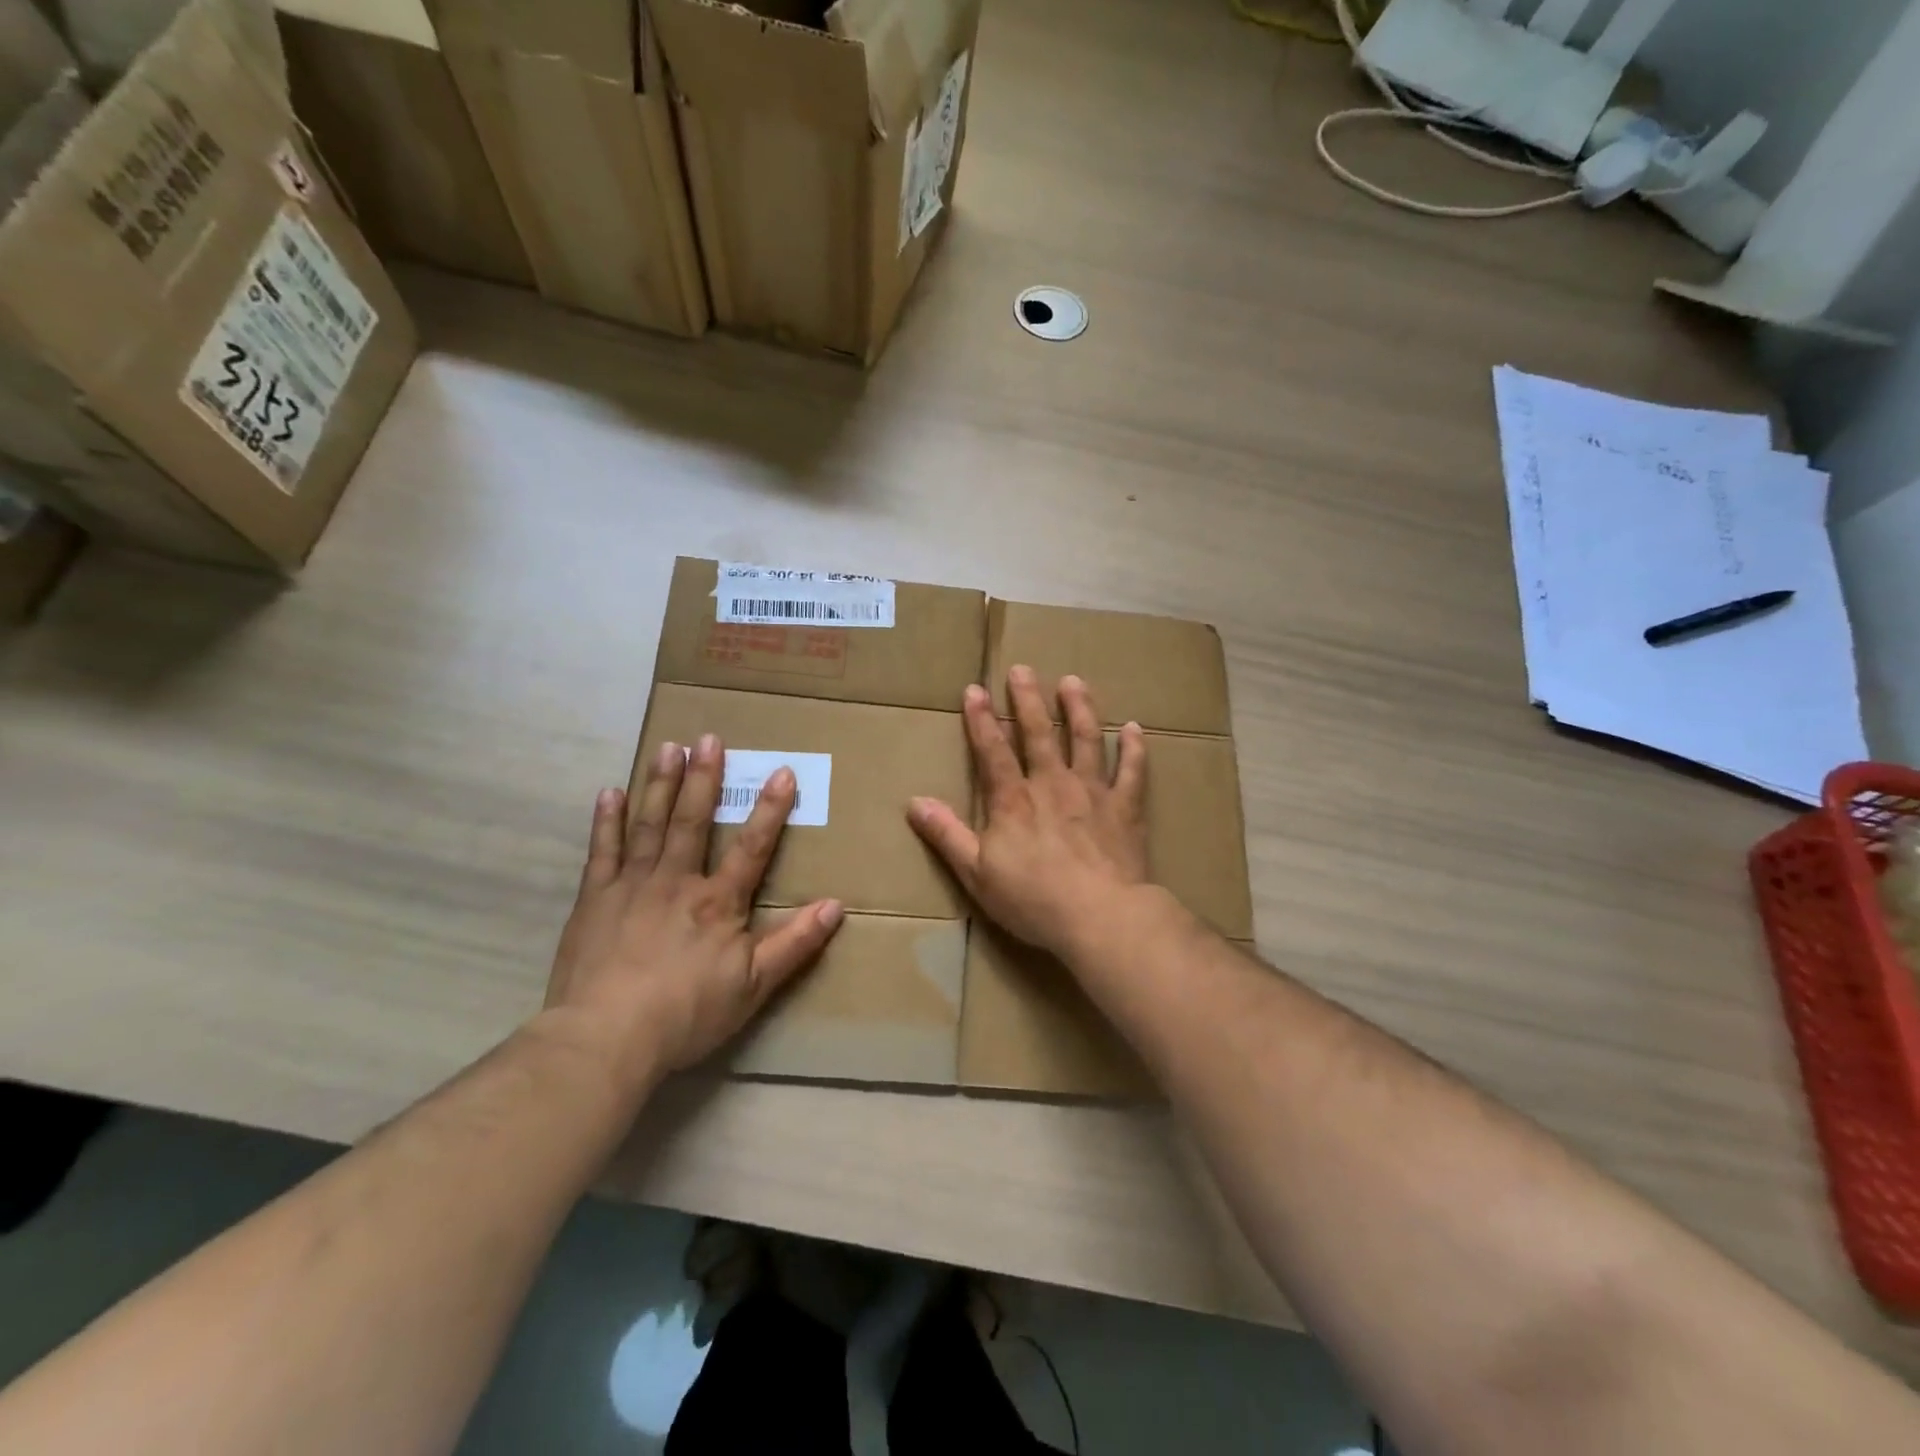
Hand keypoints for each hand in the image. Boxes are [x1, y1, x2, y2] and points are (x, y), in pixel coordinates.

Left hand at [546, 734, 843, 1079]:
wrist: (606, 1038)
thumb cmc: (687, 1013)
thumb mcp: (755, 985)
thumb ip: (795, 943)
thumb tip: (836, 906)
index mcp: (718, 903)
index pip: (752, 847)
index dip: (770, 810)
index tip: (781, 772)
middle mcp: (678, 881)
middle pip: (693, 821)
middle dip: (704, 778)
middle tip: (708, 738)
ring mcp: (633, 886)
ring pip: (649, 825)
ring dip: (660, 784)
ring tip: (668, 747)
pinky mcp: (595, 899)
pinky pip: (602, 851)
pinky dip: (607, 820)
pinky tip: (609, 792)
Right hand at [908, 666, 1148, 956]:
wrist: (1100, 916)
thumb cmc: (1033, 898)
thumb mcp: (976, 873)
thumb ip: (946, 834)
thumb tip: (914, 802)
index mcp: (1014, 800)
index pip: (992, 750)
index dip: (980, 719)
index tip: (973, 689)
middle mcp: (1052, 784)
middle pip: (1039, 733)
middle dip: (1028, 699)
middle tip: (1023, 669)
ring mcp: (1092, 792)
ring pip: (1085, 739)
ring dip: (1079, 708)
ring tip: (1073, 682)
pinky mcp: (1125, 808)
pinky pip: (1132, 771)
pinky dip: (1133, 748)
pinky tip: (1133, 728)